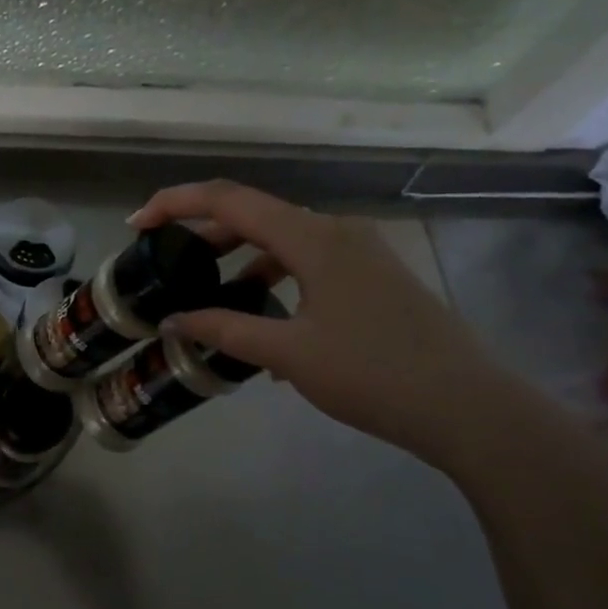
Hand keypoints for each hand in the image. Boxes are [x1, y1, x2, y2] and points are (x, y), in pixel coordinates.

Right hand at [130, 181, 531, 468]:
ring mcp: (361, 253)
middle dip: (205, 233)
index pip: (230, 200)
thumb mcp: (288, 353)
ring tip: (209, 293)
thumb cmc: (373, 374)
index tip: (137, 224)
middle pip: (255, 215)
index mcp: (313, 238)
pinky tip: (264, 322)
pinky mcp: (374, 277)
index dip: (177, 203)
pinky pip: (309, 263)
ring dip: (241, 259)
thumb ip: (224, 329)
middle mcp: (337, 231)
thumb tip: (172, 321)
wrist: (470, 408)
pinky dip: (275, 279)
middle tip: (166, 260)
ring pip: (283, 240)